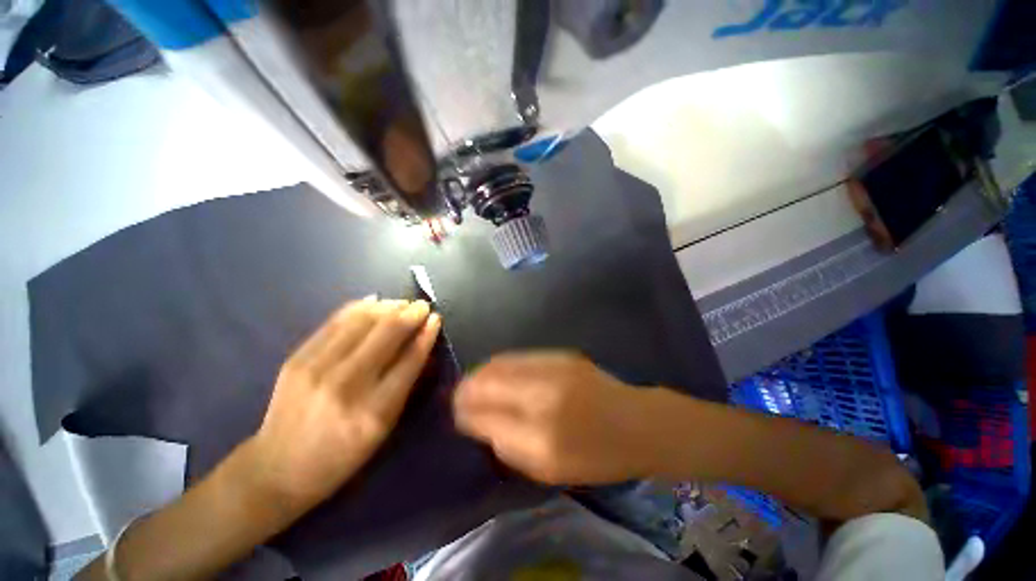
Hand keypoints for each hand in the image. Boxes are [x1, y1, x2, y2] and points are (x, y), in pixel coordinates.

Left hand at [244, 297, 440, 516]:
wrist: (279, 469)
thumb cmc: (343, 454)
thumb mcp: (384, 428)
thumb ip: (406, 384)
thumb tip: (421, 345)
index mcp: (375, 410)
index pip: (410, 359)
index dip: (426, 334)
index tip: (436, 319)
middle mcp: (347, 384)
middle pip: (388, 333)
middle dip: (411, 313)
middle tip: (422, 306)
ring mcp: (317, 368)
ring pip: (362, 321)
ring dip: (388, 307)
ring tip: (402, 303)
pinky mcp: (297, 358)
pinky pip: (335, 322)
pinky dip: (359, 308)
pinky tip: (375, 302)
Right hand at [453, 352, 653, 484]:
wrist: (637, 423)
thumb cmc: (595, 455)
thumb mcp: (547, 467)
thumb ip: (505, 442)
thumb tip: (474, 419)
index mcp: (541, 429)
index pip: (485, 411)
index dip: (463, 408)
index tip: (455, 412)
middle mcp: (543, 389)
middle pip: (489, 379)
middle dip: (468, 387)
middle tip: (459, 397)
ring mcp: (553, 365)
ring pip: (502, 363)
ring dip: (482, 373)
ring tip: (474, 384)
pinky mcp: (561, 355)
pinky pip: (519, 357)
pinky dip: (502, 365)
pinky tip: (499, 373)